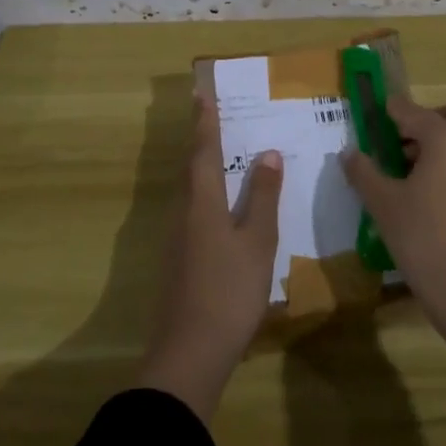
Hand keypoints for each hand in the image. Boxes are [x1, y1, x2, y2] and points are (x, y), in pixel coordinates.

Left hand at [138, 93, 282, 422]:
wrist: (190, 351)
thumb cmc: (229, 290)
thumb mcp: (257, 241)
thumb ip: (262, 197)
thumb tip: (268, 154)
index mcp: (202, 202)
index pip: (203, 151)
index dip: (204, 123)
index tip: (201, 95)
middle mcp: (183, 213)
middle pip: (190, 169)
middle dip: (200, 141)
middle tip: (212, 118)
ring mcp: (176, 239)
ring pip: (190, 192)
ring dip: (203, 169)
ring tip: (222, 156)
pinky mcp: (178, 261)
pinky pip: (192, 213)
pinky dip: (206, 197)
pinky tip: (222, 209)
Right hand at [342, 94, 445, 409]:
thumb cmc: (424, 239)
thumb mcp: (384, 204)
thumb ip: (363, 171)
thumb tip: (349, 152)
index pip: (410, 111)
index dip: (387, 112)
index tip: (370, 116)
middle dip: (425, 122)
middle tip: (399, 145)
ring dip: (444, 141)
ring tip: (412, 172)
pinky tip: (432, 192)